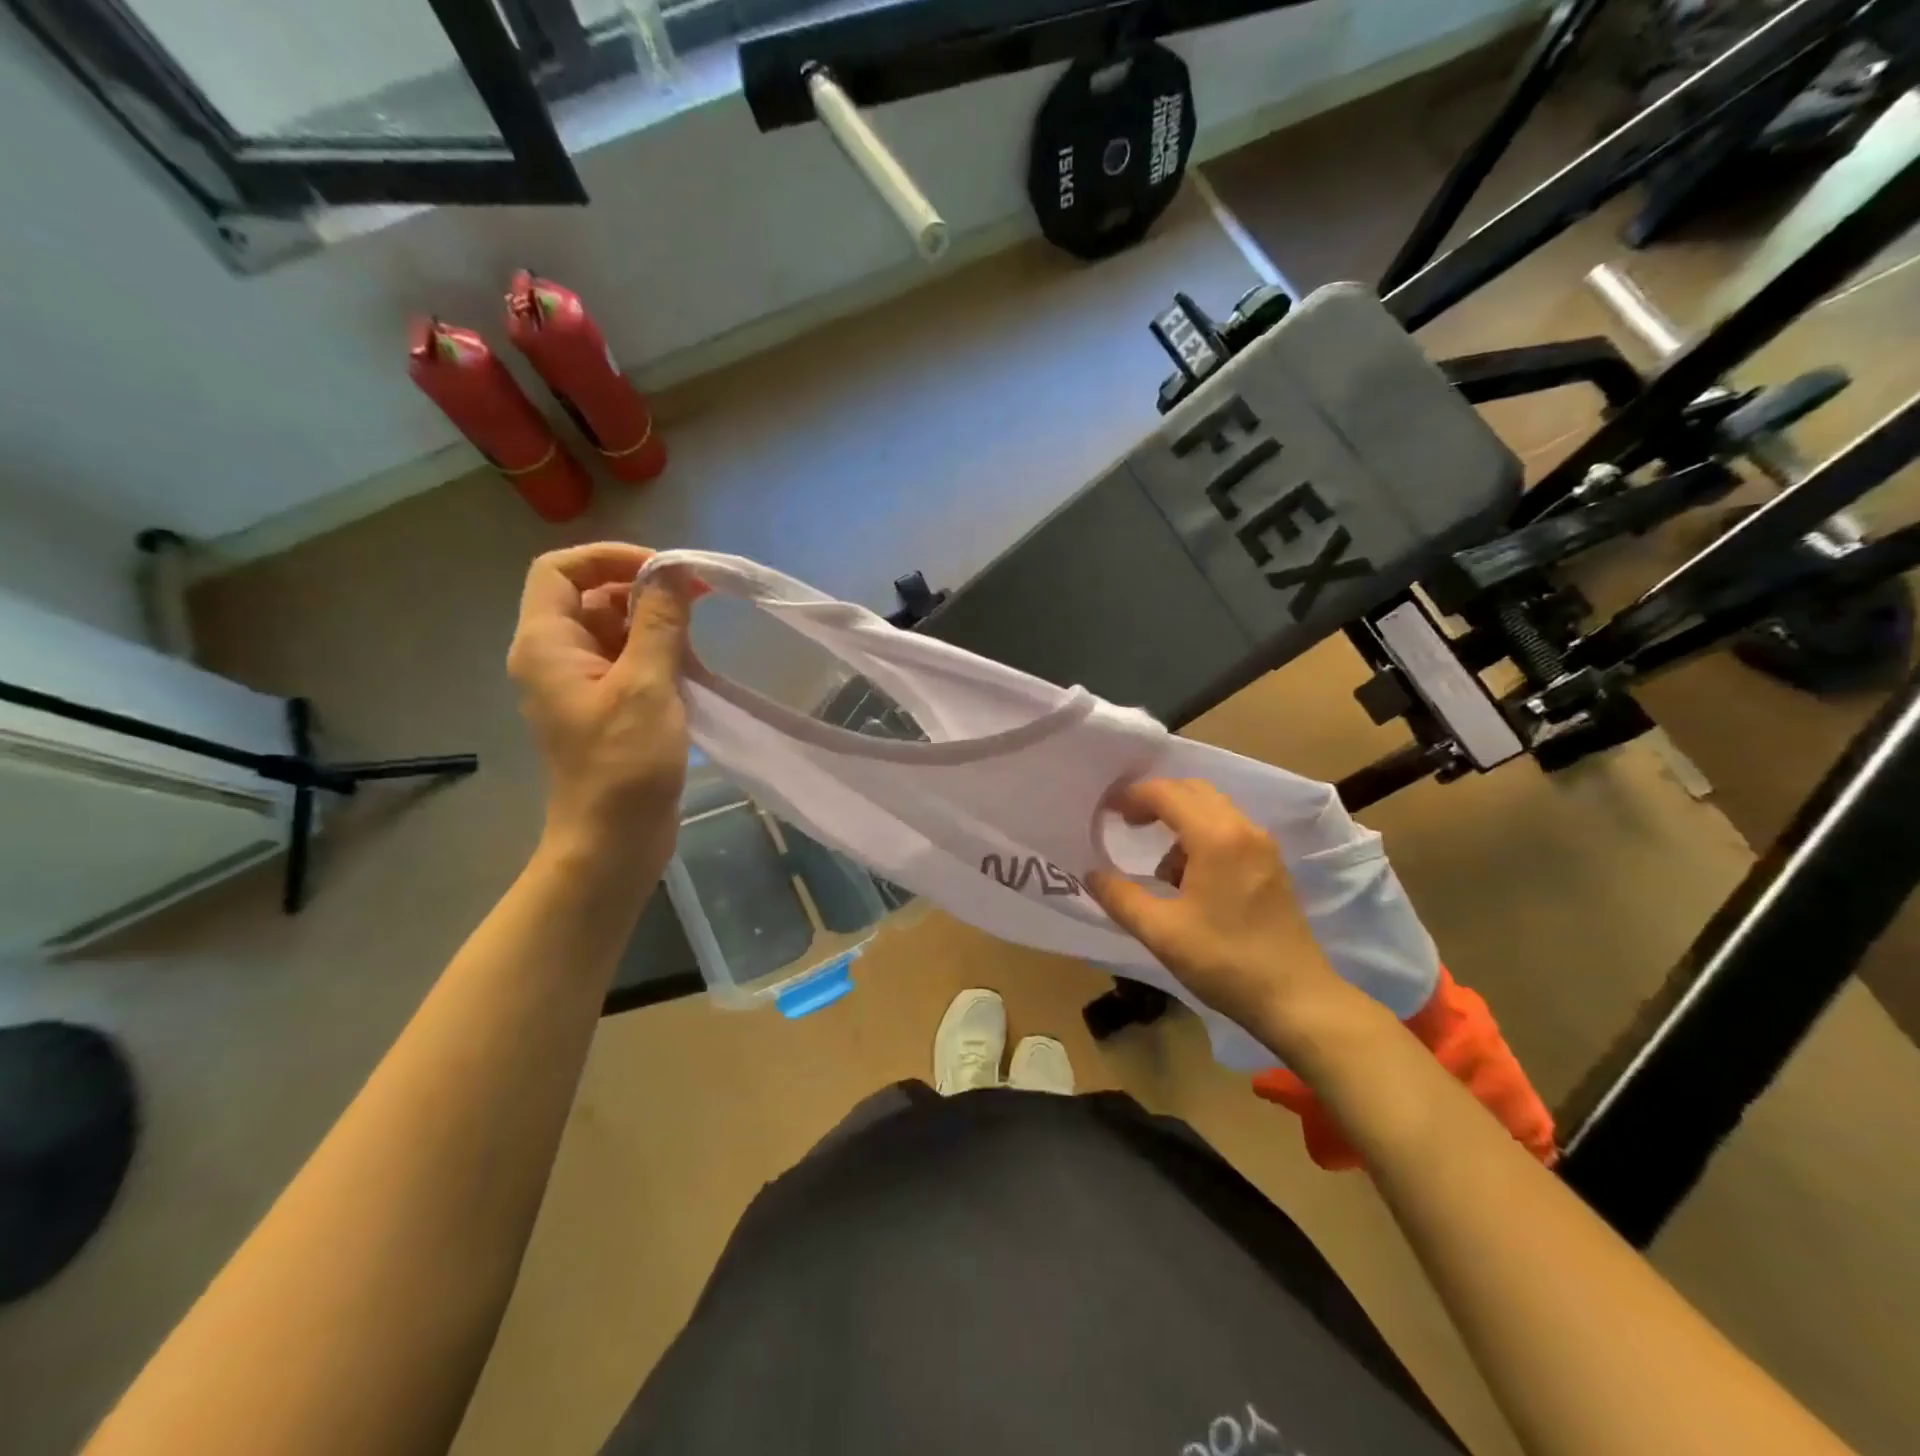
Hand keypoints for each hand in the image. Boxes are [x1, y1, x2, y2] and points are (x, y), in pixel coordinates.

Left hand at [506, 544, 694, 871]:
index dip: (609, 557)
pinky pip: (628, 660)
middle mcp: (555, 656)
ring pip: (614, 628)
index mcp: (547, 644)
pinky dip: (658, 652)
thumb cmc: (624, 764)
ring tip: (698, 633)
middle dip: (642, 589)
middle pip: (591, 596)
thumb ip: (659, 622)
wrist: (614, 840)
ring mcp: (581, 683)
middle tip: (695, 598)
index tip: (664, 571)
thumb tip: (674, 571)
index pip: (560, 570)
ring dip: (655, 623)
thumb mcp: (646, 685)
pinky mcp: (606, 706)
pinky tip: (693, 665)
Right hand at [1086, 779, 1349, 1039]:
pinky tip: (1190, 880)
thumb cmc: (1225, 961)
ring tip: (1160, 867)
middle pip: (1193, 791)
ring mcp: (1263, 846)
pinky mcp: (1271, 865)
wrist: (1297, 999)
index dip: (1131, 796)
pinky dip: (1202, 837)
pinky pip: (1229, 830)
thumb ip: (1120, 898)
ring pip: (1213, 809)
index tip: (1106, 811)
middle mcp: (1243, 829)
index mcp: (1217, 837)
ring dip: (1180, 821)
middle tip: (1126, 823)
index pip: (1166, 794)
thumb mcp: (1161, 932)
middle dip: (1156, 800)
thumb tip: (1092, 875)